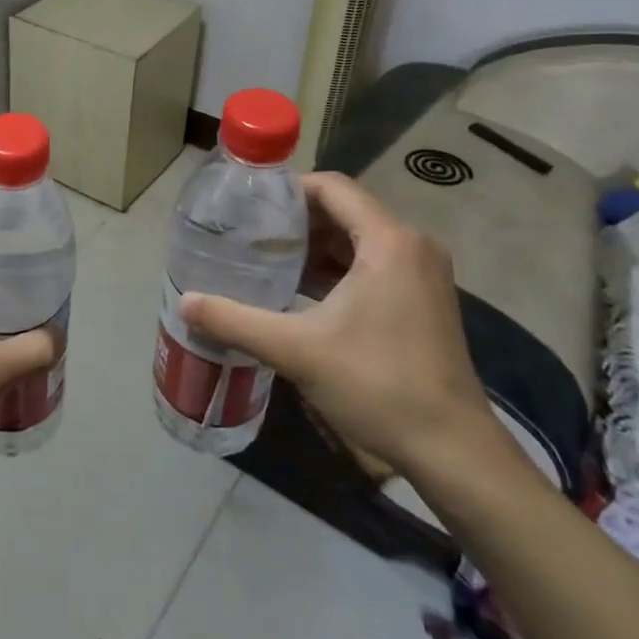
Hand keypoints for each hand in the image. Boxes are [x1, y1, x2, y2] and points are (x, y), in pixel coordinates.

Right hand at [179, 172, 497, 475]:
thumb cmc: (378, 385)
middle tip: (249, 234)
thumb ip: (236, 321)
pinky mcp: (423, 298)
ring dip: (314, 245)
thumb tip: (184, 302)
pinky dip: (336, 268)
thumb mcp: (297, 350)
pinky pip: (372, 263)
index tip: (247, 206)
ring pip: (357, 238)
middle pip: (343, 209)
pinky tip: (299, 289)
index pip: (331, 187)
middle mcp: (412, 245)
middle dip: (295, 220)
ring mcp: (422, 273)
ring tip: (266, 258)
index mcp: (389, 241)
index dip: (286, 190)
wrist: (453, 450)